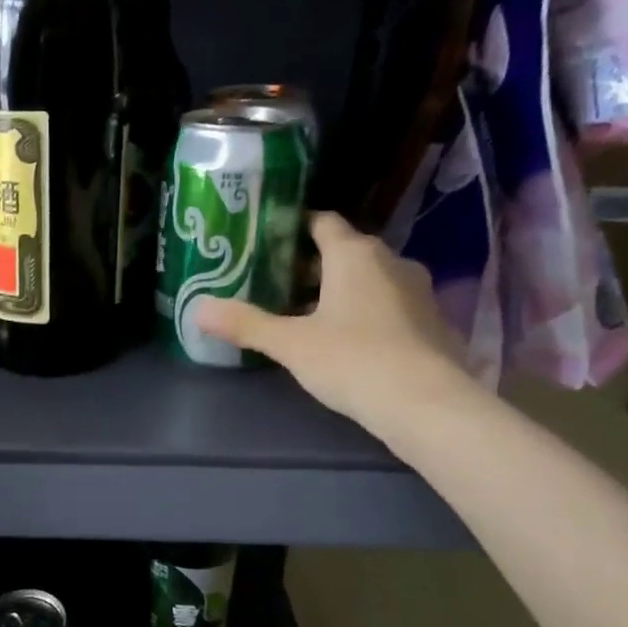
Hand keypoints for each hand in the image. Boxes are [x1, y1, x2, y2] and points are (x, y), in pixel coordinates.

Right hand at [195, 211, 470, 434]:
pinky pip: (388, 303)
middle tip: (272, 282)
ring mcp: (417, 291)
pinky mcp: (430, 321)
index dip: (294, 227)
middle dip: (310, 265)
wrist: (427, 404)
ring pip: (368, 279)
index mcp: (355, 254)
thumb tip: (197, 309)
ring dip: (337, 290)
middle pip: (344, 251)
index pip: (322, 222)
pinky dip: (363, 311)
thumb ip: (245, 324)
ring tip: (302, 313)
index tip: (266, 241)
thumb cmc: (352, 360)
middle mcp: (391, 261)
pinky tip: (343, 338)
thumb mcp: (290, 343)